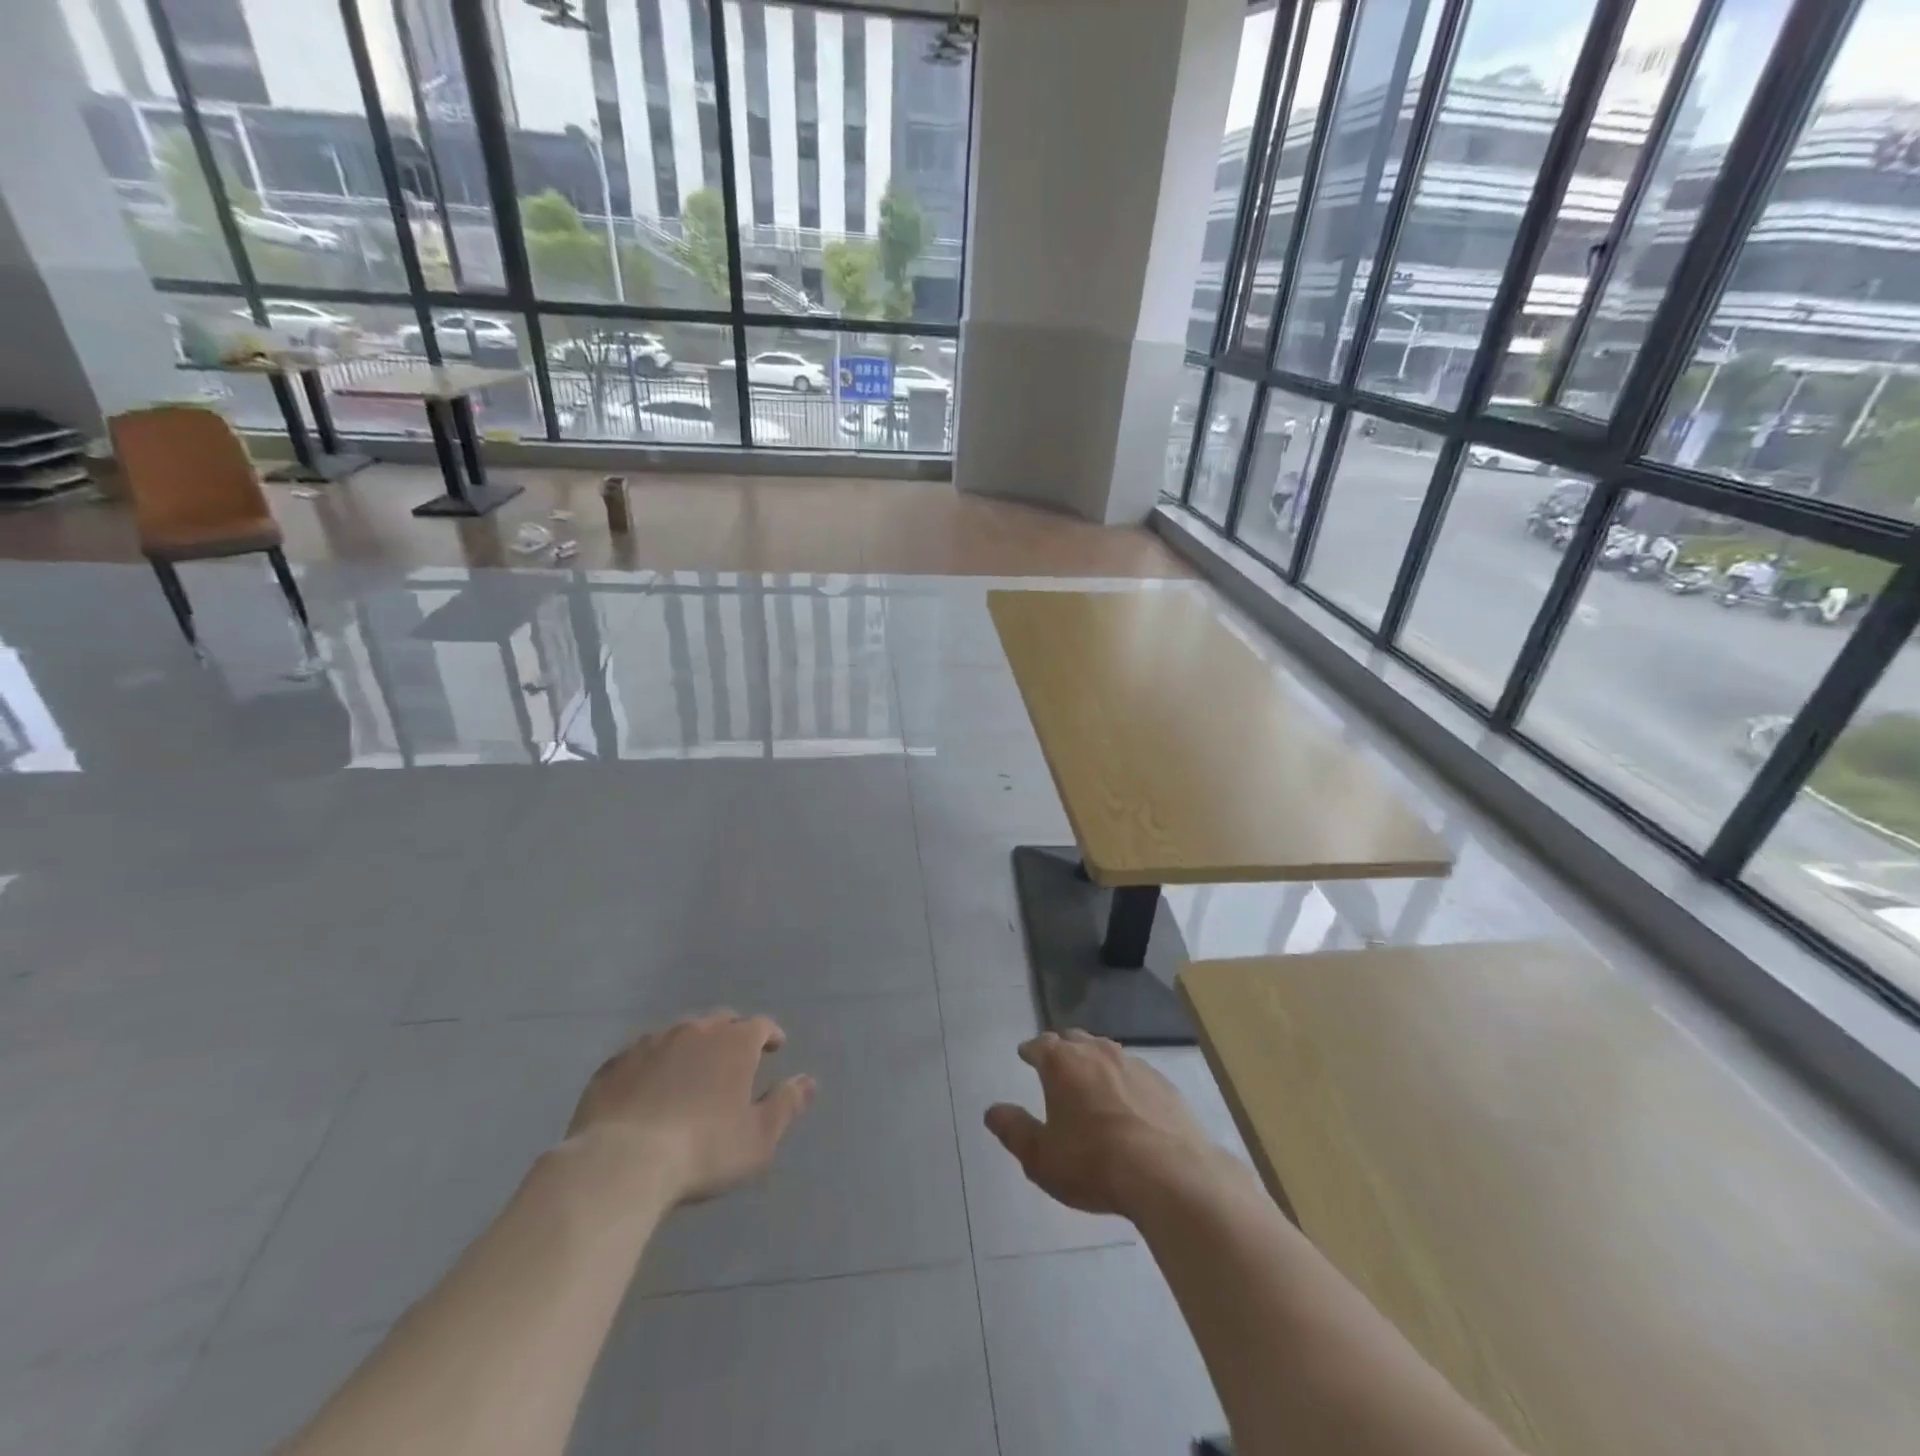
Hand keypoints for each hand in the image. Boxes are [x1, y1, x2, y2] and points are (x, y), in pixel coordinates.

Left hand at [566, 1011, 815, 1204]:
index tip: (775, 1048)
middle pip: (720, 1021)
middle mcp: (695, 1030)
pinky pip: (641, 1055)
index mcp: (734, 1042)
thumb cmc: (703, 1150)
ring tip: (691, 1071)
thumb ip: (786, 1105)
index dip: (770, 1035)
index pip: (761, 1025)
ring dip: (690, 1047)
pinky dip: (653, 1064)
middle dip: (731, 1034)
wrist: (621, 1163)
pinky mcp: (614, 1064)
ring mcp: (651, 1043)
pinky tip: (648, 1086)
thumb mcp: (758, 1137)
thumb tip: (809, 1081)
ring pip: (679, 1034)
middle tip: (734, 1058)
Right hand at [985, 1030, 1222, 1217]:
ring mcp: (1134, 1064)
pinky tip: (1128, 1103)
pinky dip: (1124, 1081)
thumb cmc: (1093, 1163)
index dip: (1031, 1050)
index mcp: (1062, 1063)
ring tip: (1091, 1080)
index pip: (1040, 1044)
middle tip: (1056, 1064)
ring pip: (1106, 1052)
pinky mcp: (1163, 1083)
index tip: (1026, 1054)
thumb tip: (992, 1111)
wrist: (1169, 1174)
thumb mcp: (1041, 1157)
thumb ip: (1014, 1130)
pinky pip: (1135, 1073)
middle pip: (1074, 1040)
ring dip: (1094, 1061)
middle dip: (1062, 1048)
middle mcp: (1097, 1052)